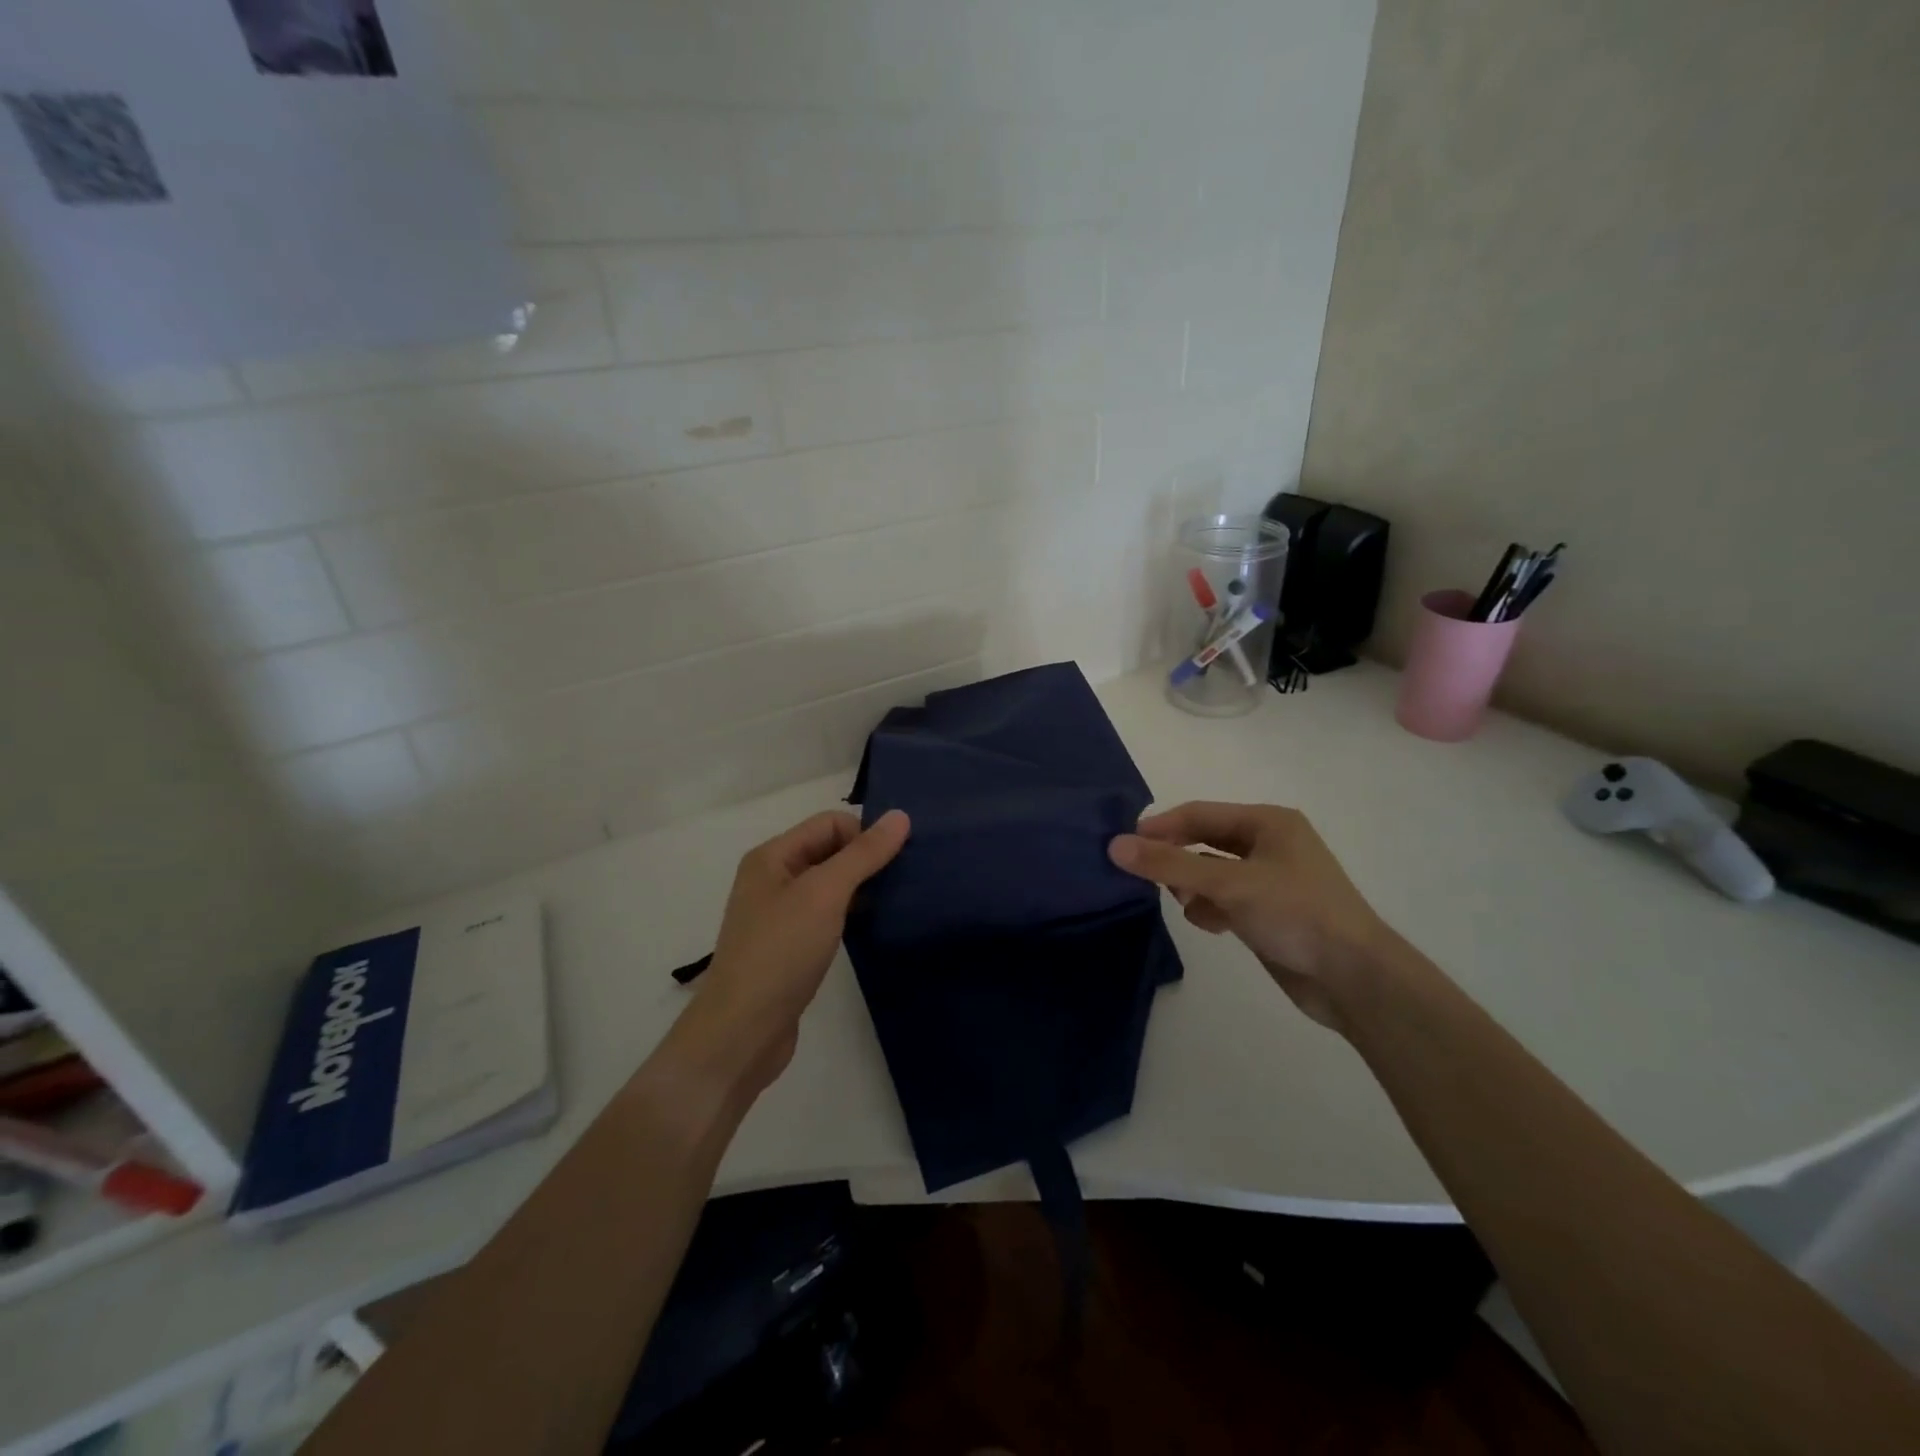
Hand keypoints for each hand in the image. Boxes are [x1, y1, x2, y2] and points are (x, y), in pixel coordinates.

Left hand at [666, 809, 910, 1100]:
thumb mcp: (825, 894)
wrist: (742, 1031)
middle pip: (829, 850)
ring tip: (895, 902)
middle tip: (904, 880)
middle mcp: (773, 878)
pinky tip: (872, 928)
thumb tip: (900, 815)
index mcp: (772, 856)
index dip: (864, 834)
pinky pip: (827, 914)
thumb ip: (863, 854)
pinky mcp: (790, 946)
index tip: (898, 861)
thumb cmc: (781, 952)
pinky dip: (851, 914)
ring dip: (862, 888)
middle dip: (866, 859)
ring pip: (830, 884)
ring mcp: (780, 914)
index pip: (829, 823)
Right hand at [1109, 801, 1395, 1031]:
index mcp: (1268, 822)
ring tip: (1186, 905)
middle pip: (1204, 842)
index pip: (1199, 814)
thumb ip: (1170, 865)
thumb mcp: (1228, 884)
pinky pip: (1225, 900)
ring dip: (1193, 887)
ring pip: (1211, 873)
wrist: (1355, 979)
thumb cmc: (1295, 914)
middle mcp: (1269, 844)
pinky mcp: (1269, 913)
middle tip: (1144, 877)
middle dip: (1176, 859)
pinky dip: (1211, 909)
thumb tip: (1115, 846)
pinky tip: (1212, 926)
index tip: (1123, 846)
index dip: (1160, 827)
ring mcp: (1270, 880)